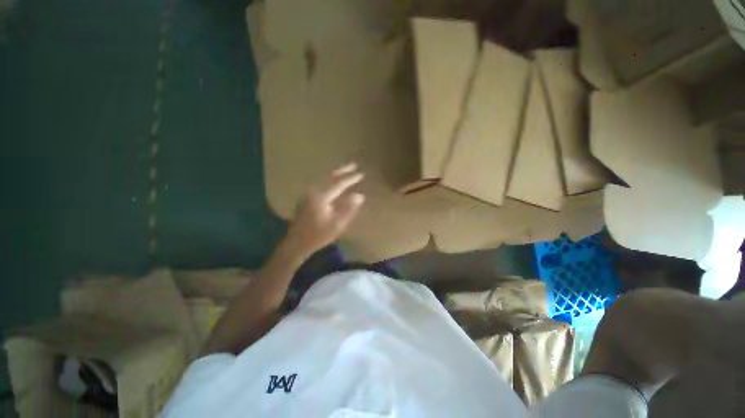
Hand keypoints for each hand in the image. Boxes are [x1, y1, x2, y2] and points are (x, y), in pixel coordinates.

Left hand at [285, 163, 365, 256]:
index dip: (350, 178)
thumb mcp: (337, 224)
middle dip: (342, 170)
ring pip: (324, 179)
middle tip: (354, 165)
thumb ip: (348, 208)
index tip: (361, 174)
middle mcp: (313, 191)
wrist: (297, 243)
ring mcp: (308, 194)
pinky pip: (320, 184)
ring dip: (335, 174)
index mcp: (321, 197)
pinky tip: (333, 181)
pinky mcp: (306, 198)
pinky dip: (329, 180)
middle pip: (329, 177)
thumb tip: (360, 196)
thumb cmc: (318, 235)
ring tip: (345, 170)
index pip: (339, 183)